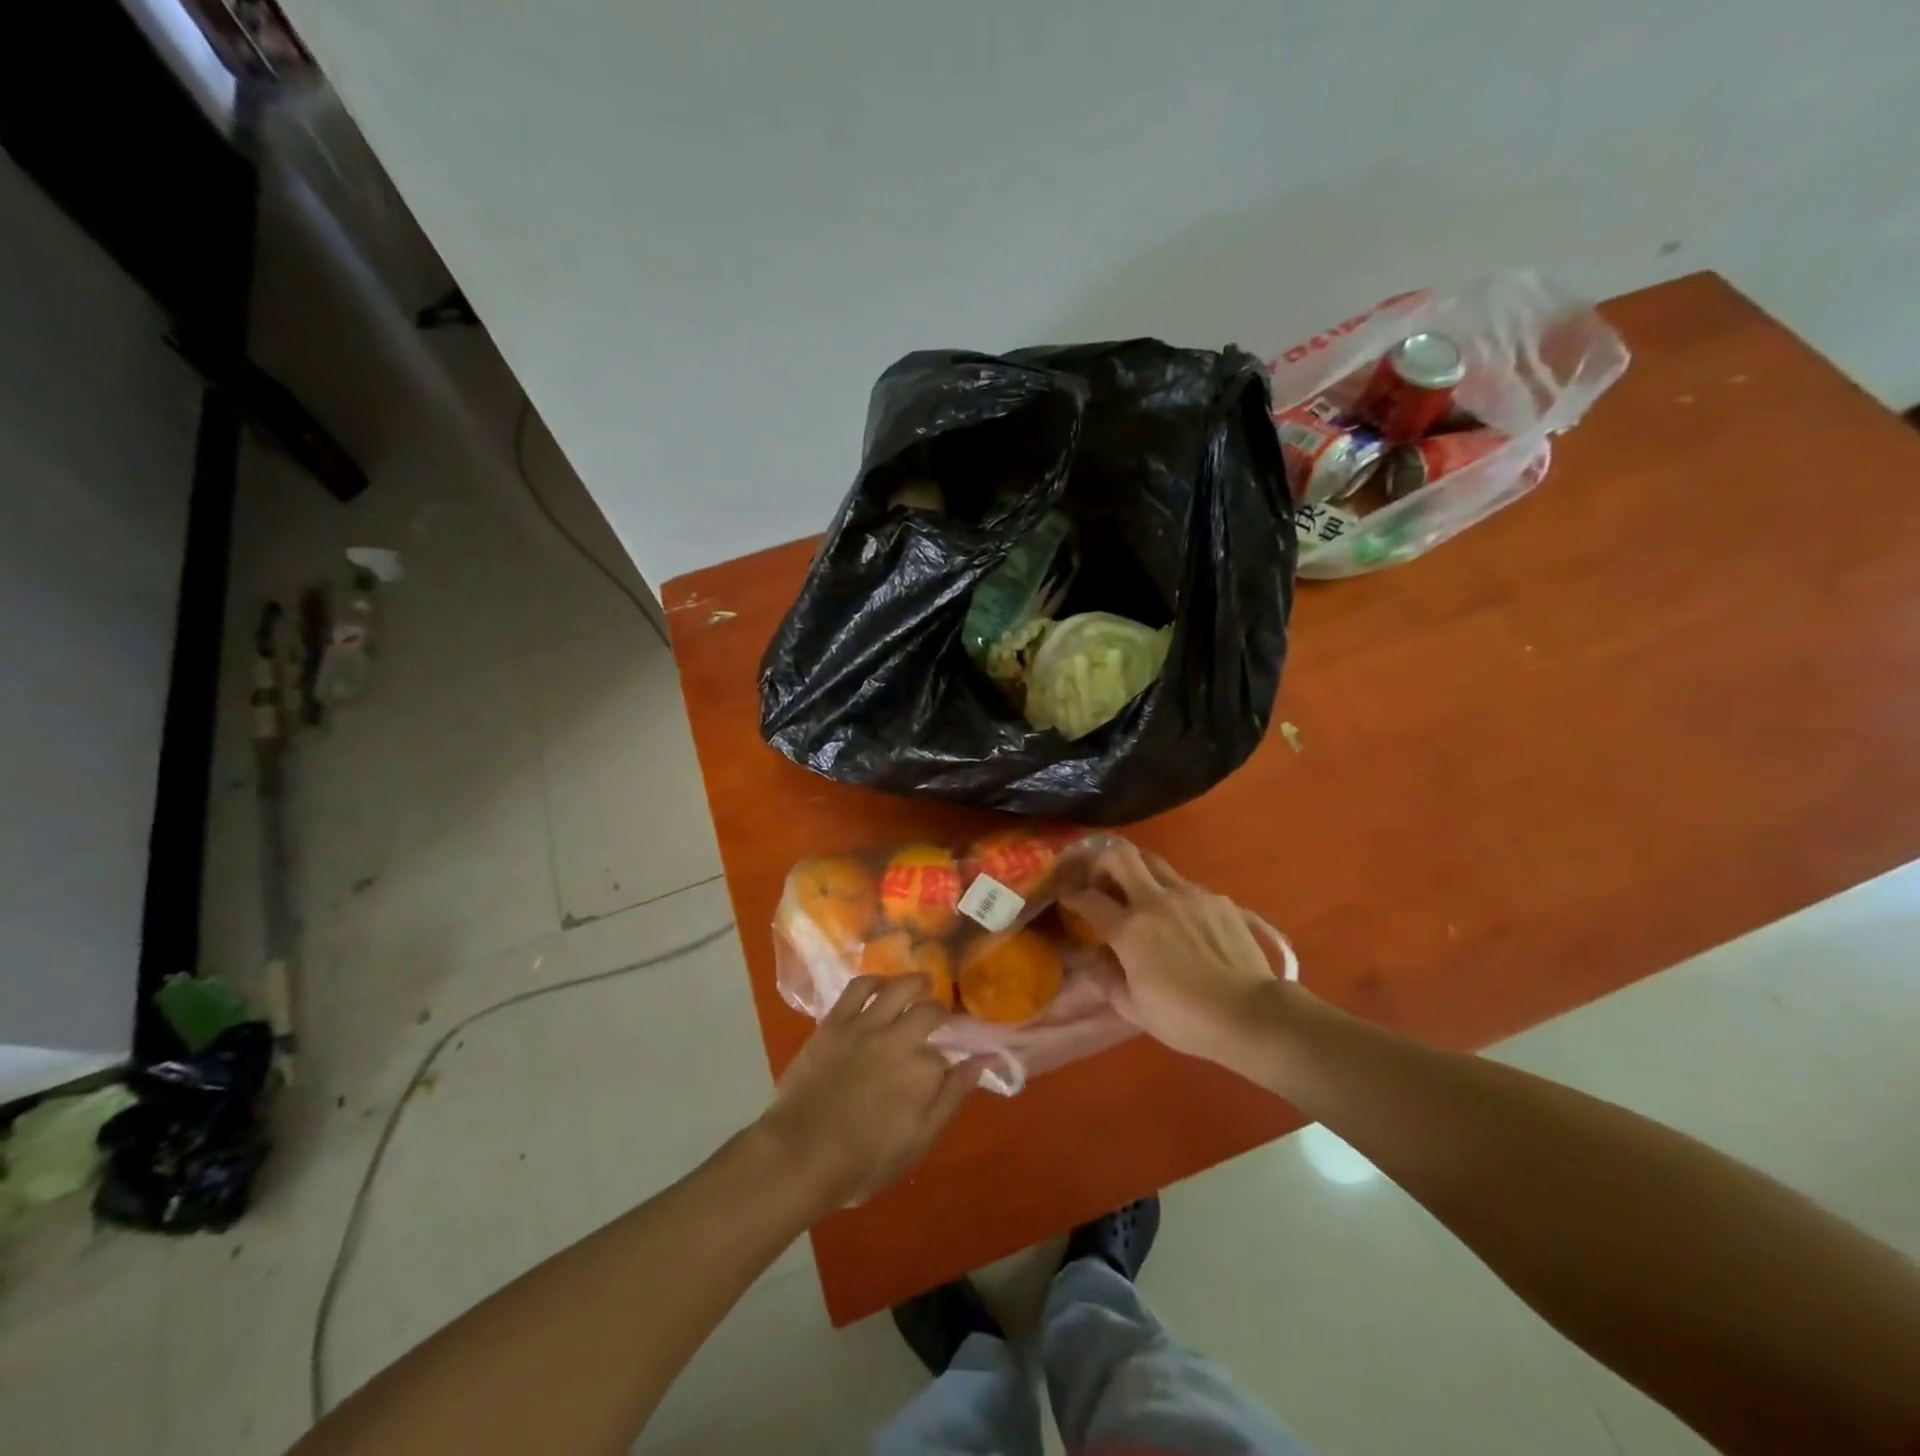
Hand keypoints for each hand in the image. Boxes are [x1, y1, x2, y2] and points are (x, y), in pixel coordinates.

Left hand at [756, 975, 981, 1208]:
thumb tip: (981, 1061)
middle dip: (938, 1012)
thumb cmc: (863, 1161)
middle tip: (937, 1017)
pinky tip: (881, 985)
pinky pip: (858, 987)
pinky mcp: (835, 1021)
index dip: (945, 1061)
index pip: (946, 1056)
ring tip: (922, 983)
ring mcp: (866, 1026)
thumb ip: (952, 1097)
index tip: (943, 1065)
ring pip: (900, 987)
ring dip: (916, 982)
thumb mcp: (919, 1141)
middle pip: (929, 1010)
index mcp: (924, 1071)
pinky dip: (874, 981)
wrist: (800, 1155)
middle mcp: (900, 1038)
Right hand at [1061, 843, 1286, 1064]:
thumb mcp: (1133, 1008)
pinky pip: (1185, 886)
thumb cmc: (1186, 1019)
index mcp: (1130, 929)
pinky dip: (1172, 895)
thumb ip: (1106, 977)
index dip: (1071, 895)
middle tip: (1100, 880)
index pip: (1088, 898)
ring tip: (1139, 895)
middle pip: (1119, 855)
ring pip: (1154, 863)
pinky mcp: (1217, 899)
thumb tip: (1093, 957)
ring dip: (1138, 873)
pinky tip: (1181, 920)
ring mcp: (1189, 894)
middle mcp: (1155, 900)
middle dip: (1102, 861)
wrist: (1251, 1015)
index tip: (1067, 898)